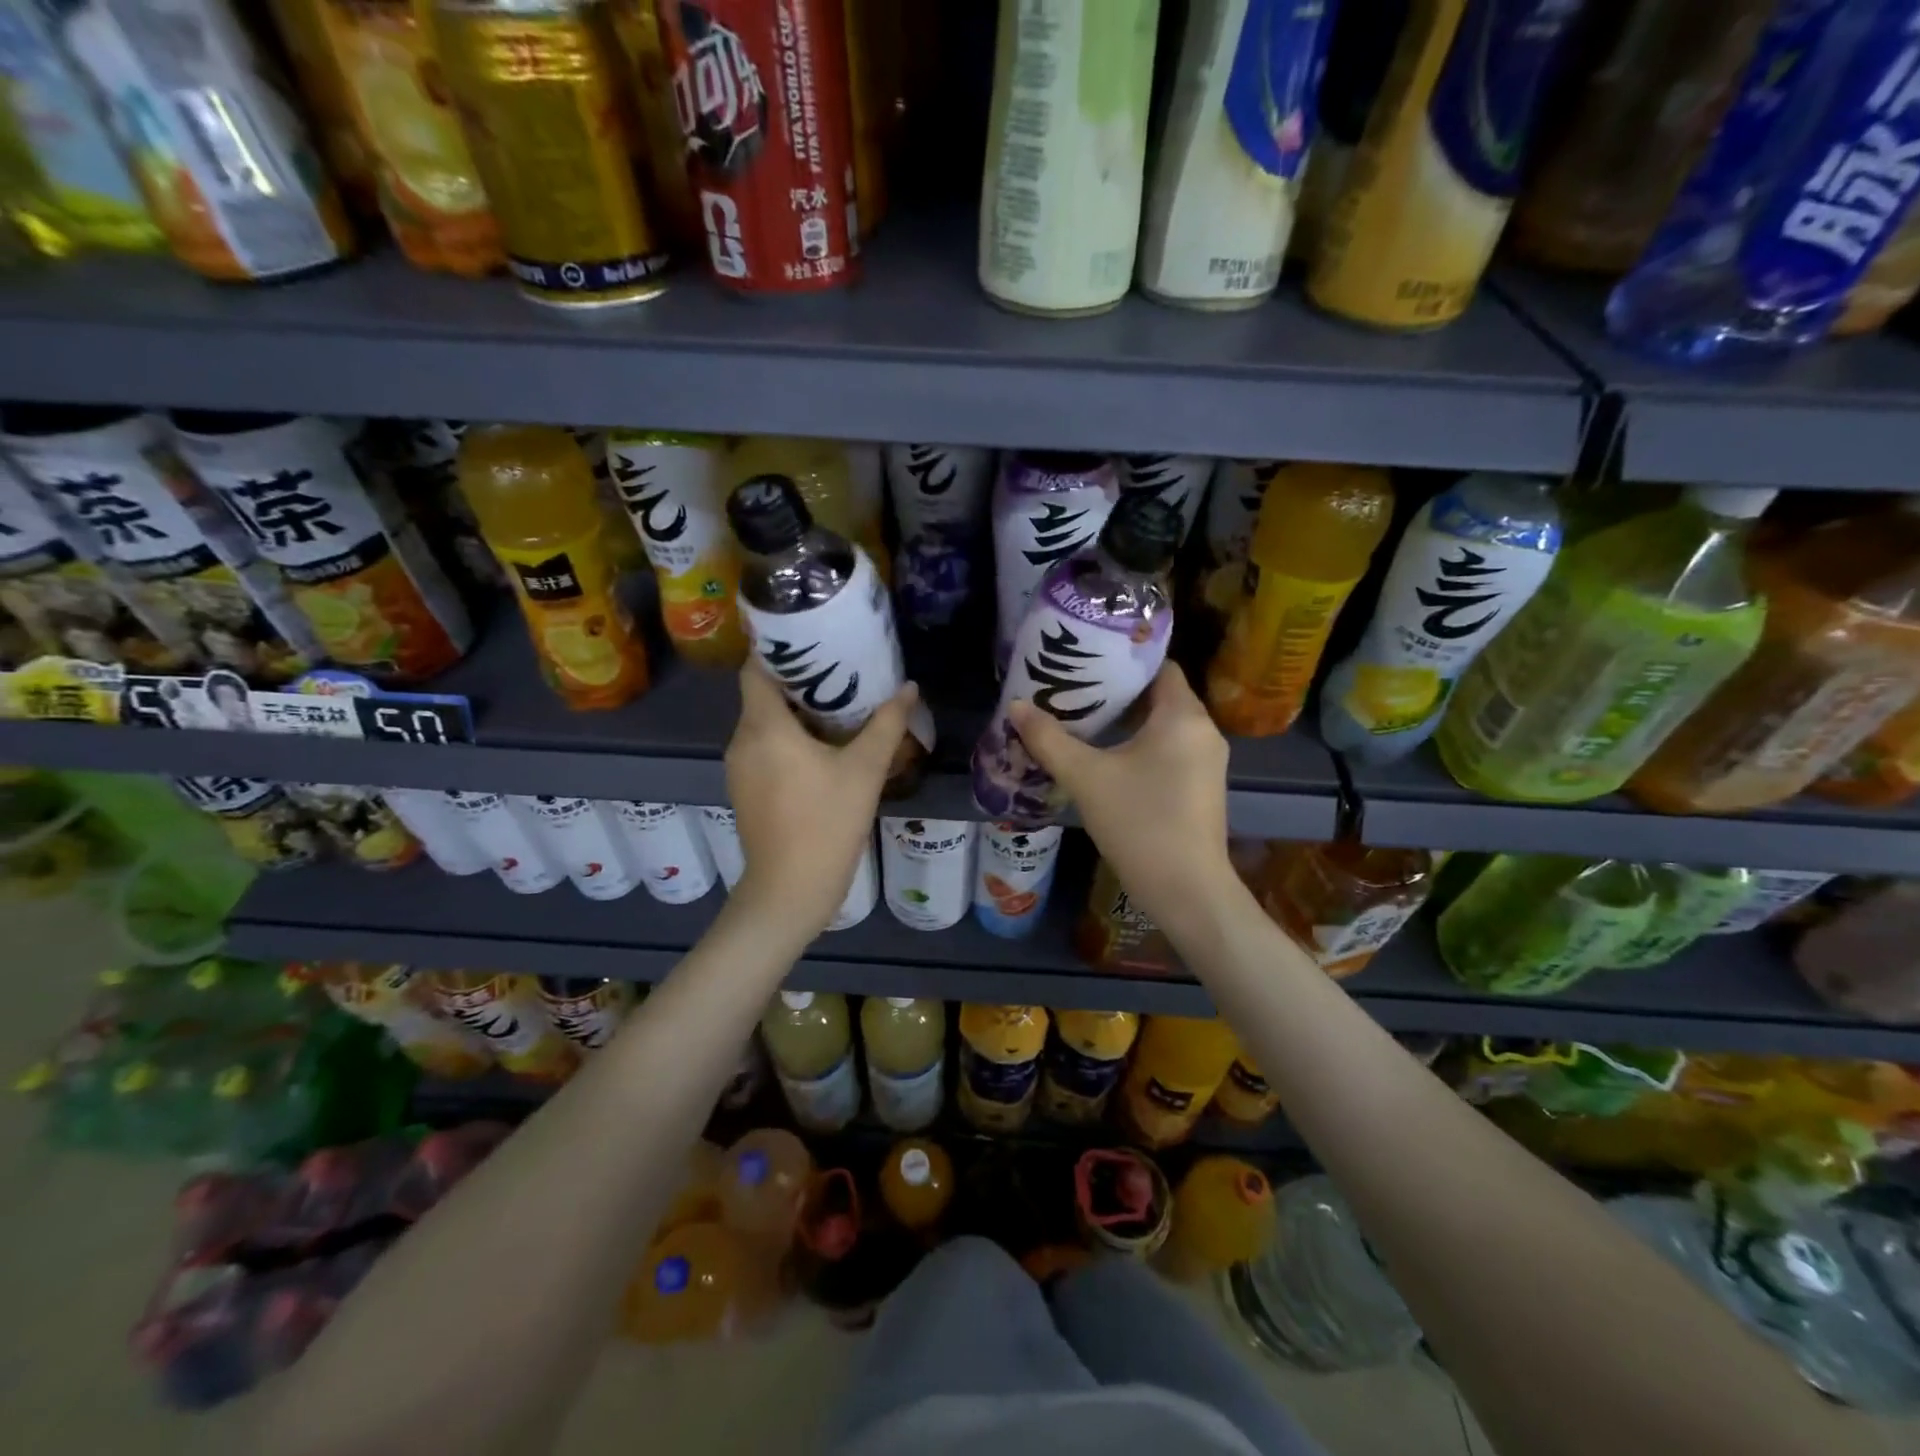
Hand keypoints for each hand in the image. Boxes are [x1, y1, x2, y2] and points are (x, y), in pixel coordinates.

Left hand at [725, 660, 917, 938]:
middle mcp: (742, 740)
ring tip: (836, 704)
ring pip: (764, 723)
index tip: (814, 640)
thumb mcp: (864, 770)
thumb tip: (908, 688)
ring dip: (795, 712)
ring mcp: (739, 768)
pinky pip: (764, 748)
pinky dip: (787, 738)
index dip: (779, 649)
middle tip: (839, 670)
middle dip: (797, 680)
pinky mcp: (745, 790)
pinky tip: (822, 747)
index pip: (755, 668)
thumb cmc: (826, 823)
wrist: (789, 890)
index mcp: (763, 726)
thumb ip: (887, 725)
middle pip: (762, 694)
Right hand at [1008, 663, 1238, 936]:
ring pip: (1164, 724)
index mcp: (1183, 716)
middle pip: (1160, 694)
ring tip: (1082, 717)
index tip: (1086, 659)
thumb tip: (1015, 706)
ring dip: (1127, 720)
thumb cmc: (1139, 823)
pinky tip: (1106, 755)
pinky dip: (1140, 744)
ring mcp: (1206, 761)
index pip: (1159, 666)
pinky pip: (1169, 749)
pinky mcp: (1201, 787)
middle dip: (1117, 691)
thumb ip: (1049, 739)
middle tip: (1073, 688)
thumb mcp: (1086, 777)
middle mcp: (1203, 731)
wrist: (1186, 890)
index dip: (1123, 660)